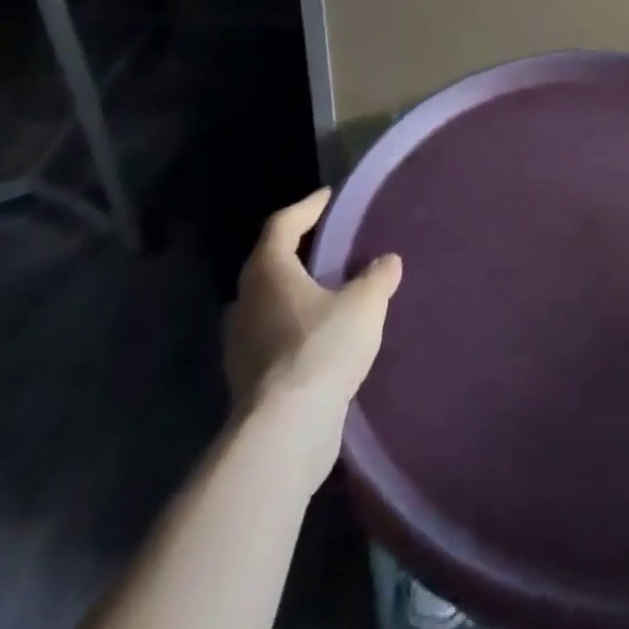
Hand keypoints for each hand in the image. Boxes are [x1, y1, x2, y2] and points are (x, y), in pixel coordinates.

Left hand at [223, 190, 401, 453]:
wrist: (285, 431)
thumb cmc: (321, 348)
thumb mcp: (364, 304)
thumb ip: (377, 277)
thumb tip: (387, 261)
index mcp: (268, 272)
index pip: (282, 225)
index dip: (307, 207)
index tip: (328, 197)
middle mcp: (246, 302)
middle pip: (269, 263)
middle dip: (298, 250)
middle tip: (329, 243)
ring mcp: (241, 343)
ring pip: (268, 303)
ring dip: (295, 292)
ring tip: (329, 290)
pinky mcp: (248, 378)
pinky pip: (273, 336)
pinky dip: (294, 326)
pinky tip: (321, 336)